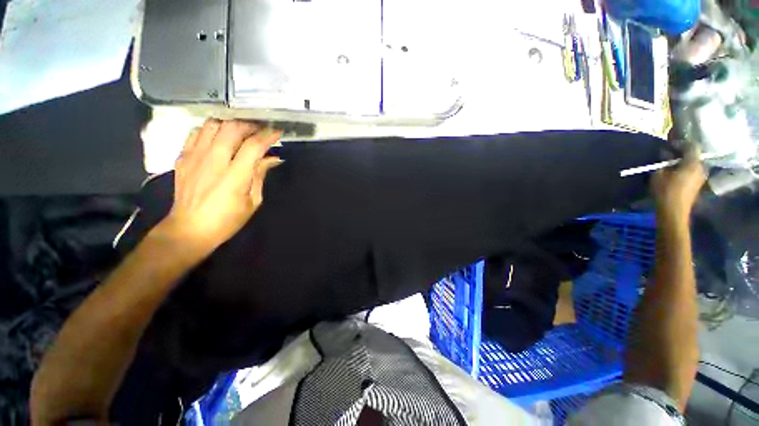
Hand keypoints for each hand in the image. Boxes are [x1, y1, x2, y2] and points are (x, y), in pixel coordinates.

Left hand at [154, 119, 282, 255]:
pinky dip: (211, 130)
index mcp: (234, 176)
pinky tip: (219, 138)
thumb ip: (260, 175)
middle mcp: (213, 161)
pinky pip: (196, 132)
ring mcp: (194, 156)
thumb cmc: (227, 220)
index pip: (253, 146)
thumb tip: (273, 158)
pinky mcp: (182, 157)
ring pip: (213, 125)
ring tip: (240, 133)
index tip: (277, 132)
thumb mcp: (253, 201)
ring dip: (230, 125)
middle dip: (250, 126)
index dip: (267, 136)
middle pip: (232, 129)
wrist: (189, 229)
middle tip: (260, 131)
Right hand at [651, 145, 705, 223]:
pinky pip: (693, 172)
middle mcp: (701, 168)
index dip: (681, 143)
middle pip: (694, 155)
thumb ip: (664, 162)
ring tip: (671, 164)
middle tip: (669, 154)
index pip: (692, 146)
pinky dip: (685, 169)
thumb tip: (666, 154)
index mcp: (693, 163)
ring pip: (693, 164)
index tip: (669, 144)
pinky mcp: (697, 185)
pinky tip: (675, 173)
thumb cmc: (665, 191)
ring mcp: (701, 178)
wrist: (674, 212)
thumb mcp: (659, 174)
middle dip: (682, 153)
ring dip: (683, 162)